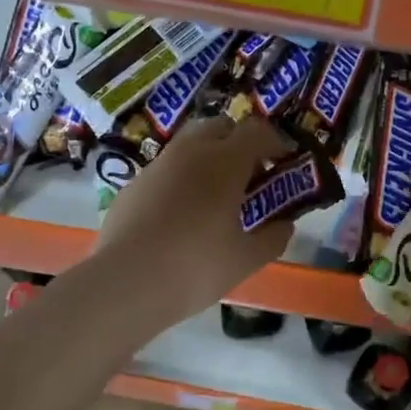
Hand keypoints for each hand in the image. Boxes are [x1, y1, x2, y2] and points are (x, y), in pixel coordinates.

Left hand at [94, 115, 293, 318]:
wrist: (126, 283)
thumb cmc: (197, 266)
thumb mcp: (247, 259)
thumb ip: (273, 237)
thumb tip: (284, 224)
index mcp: (225, 161)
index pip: (257, 131)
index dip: (275, 142)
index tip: (283, 163)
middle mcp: (191, 152)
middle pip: (220, 126)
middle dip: (238, 142)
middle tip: (248, 175)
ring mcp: (157, 165)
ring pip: (189, 145)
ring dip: (207, 158)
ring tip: (214, 195)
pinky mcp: (133, 185)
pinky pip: (165, 170)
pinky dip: (180, 179)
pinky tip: (180, 214)